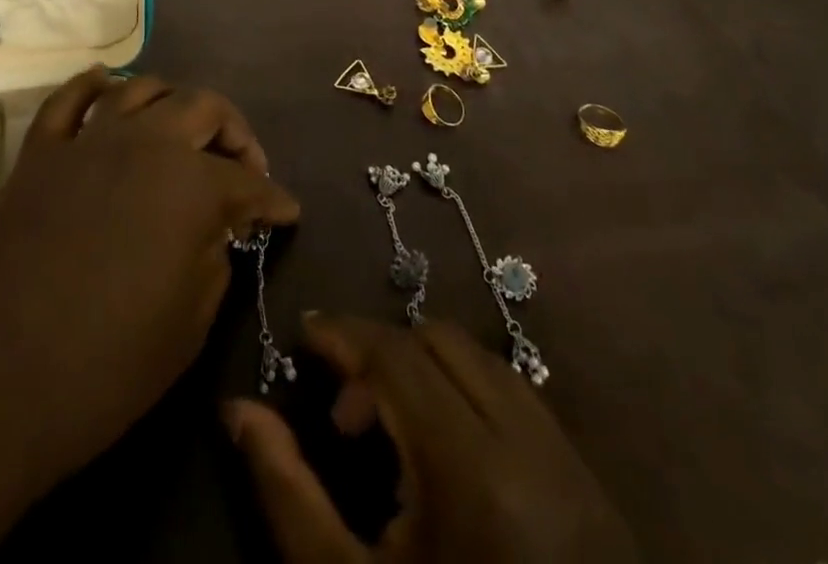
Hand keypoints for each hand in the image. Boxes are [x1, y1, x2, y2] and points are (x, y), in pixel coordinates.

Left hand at [0, 69, 299, 563]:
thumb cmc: (103, 367)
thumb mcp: (187, 328)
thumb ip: (213, 262)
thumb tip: (218, 232)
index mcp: (191, 185)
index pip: (248, 184)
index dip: (274, 200)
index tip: (286, 211)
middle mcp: (146, 143)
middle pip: (203, 109)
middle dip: (234, 134)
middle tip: (242, 167)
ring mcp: (88, 140)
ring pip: (142, 89)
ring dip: (173, 102)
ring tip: (183, 130)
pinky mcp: (39, 152)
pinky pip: (68, 99)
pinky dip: (92, 86)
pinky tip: (107, 86)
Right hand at [227, 315, 638, 562]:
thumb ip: (288, 494)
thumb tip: (236, 409)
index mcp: (471, 470)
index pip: (396, 355)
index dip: (344, 333)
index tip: (303, 335)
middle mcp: (527, 443)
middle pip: (439, 342)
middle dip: (382, 353)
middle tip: (345, 410)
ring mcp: (567, 458)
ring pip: (482, 359)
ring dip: (425, 368)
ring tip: (392, 431)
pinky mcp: (590, 480)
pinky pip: (517, 394)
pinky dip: (468, 390)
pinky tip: (446, 447)